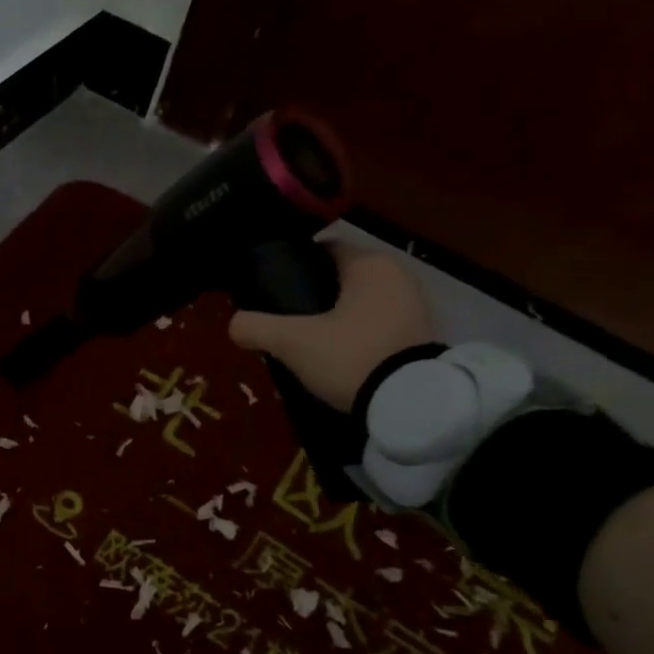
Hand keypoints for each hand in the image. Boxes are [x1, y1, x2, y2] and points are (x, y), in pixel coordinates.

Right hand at [228, 242, 435, 410]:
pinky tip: (335, 356)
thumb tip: (233, 324)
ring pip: (359, 303)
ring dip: (335, 317)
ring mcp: (414, 306)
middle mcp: (397, 275)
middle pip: (341, 277)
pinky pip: (376, 325)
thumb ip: (256, 327)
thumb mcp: (292, 342)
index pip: (324, 248)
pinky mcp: (420, 337)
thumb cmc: (351, 356)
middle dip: (313, 295)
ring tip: (305, 341)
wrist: (411, 404)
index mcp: (369, 264)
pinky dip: (355, 335)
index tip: (271, 289)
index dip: (294, 265)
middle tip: (283, 319)